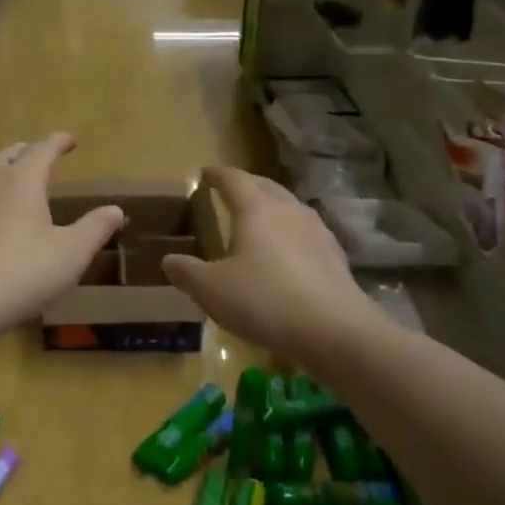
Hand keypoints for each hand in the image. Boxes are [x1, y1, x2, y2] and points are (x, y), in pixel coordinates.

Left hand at [0, 133, 124, 338]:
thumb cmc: (21, 273)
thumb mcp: (70, 254)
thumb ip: (95, 228)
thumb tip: (115, 209)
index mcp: (21, 178)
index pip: (43, 148)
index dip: (59, 142)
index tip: (70, 140)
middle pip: (10, 154)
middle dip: (29, 153)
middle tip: (43, 159)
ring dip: (4, 173)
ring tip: (16, 186)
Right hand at [161, 167, 366, 360]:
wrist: (334, 331)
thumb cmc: (264, 300)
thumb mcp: (211, 290)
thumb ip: (186, 272)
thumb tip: (170, 259)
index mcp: (256, 209)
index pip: (234, 179)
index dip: (217, 175)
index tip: (205, 174)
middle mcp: (289, 211)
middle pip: (266, 186)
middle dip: (247, 185)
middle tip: (230, 190)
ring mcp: (317, 232)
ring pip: (290, 208)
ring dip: (272, 207)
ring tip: (259, 219)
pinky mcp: (335, 256)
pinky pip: (306, 233)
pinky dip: (290, 234)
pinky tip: (287, 253)